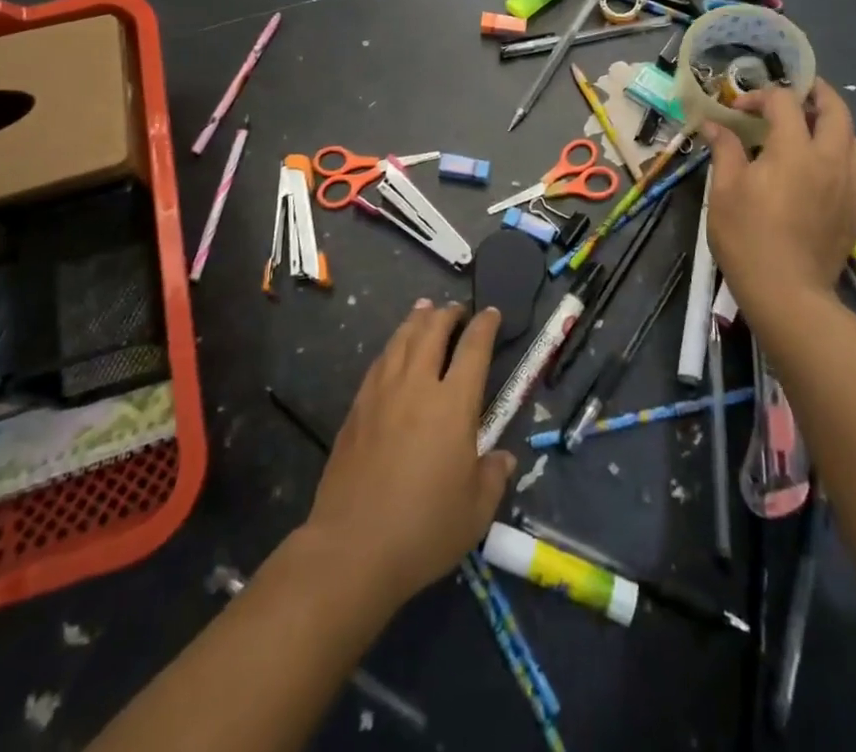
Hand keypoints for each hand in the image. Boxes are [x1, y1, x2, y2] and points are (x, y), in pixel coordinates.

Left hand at [305, 301, 516, 605]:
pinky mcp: (357, 409)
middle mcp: (417, 386)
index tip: (490, 313)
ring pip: (401, 340)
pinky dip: (392, 346)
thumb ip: (493, 476)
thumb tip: (502, 458)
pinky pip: (379, 362)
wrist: (352, 547)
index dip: (484, 327)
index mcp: (453, 404)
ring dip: (416, 320)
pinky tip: (393, 349)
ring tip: (424, 309)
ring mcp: (382, 394)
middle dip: (447, 314)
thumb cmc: (424, 529)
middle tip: (456, 309)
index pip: (473, 350)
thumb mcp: (476, 511)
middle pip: (432, 332)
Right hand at [702, 79, 855, 315]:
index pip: (784, 102)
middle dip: (818, 94)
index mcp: (793, 149)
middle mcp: (830, 159)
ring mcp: (851, 187)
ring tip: (816, 134)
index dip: (760, 97)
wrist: (785, 291)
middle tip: (800, 93)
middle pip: (837, 111)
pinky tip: (838, 177)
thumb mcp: (723, 190)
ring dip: (837, 130)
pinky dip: (855, 171)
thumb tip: (714, 125)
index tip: (739, 110)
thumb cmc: (746, 236)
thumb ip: (725, 150)